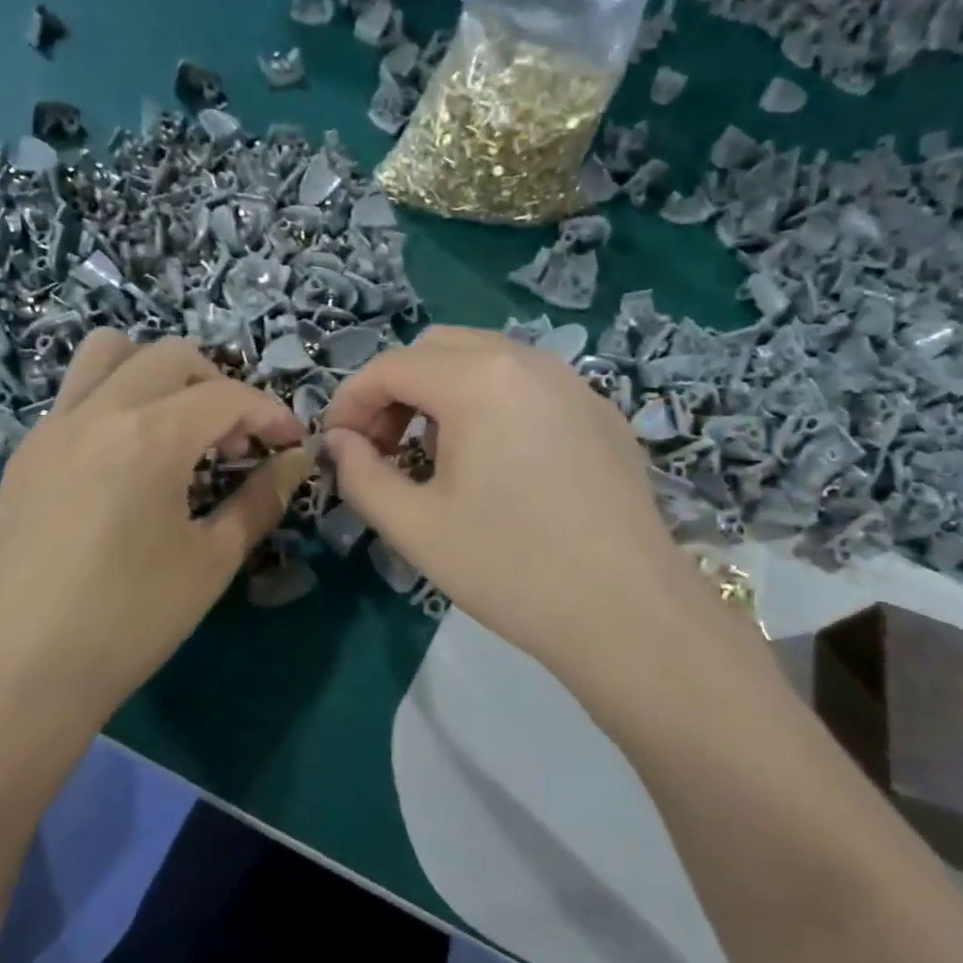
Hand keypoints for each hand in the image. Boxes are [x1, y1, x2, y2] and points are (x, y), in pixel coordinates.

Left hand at [0, 332, 310, 760]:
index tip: (290, 442)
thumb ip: (259, 500)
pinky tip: (128, 462)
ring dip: (156, 374)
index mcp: (148, 438)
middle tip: (235, 440)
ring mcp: (51, 429)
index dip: (269, 412)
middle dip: (217, 385)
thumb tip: (294, 462)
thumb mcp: (211, 561)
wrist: (29, 669)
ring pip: (107, 354)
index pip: (224, 396)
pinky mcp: (25, 454)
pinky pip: (76, 395)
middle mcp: (95, 413)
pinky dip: (115, 401)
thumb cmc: (133, 620)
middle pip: (169, 357)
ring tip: (177, 428)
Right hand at [323, 326, 732, 710]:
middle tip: (380, 448)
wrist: (627, 612)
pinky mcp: (600, 415)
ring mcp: (573, 385)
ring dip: (441, 395)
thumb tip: (338, 442)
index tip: (335, 444)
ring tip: (432, 459)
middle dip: (395, 390)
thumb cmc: (509, 568)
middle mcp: (528, 363)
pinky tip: (493, 466)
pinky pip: (527, 387)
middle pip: (437, 349)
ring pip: (486, 362)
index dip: (350, 401)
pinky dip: (489, 405)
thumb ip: (361, 474)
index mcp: (479, 381)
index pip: (391, 366)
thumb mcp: (414, 527)